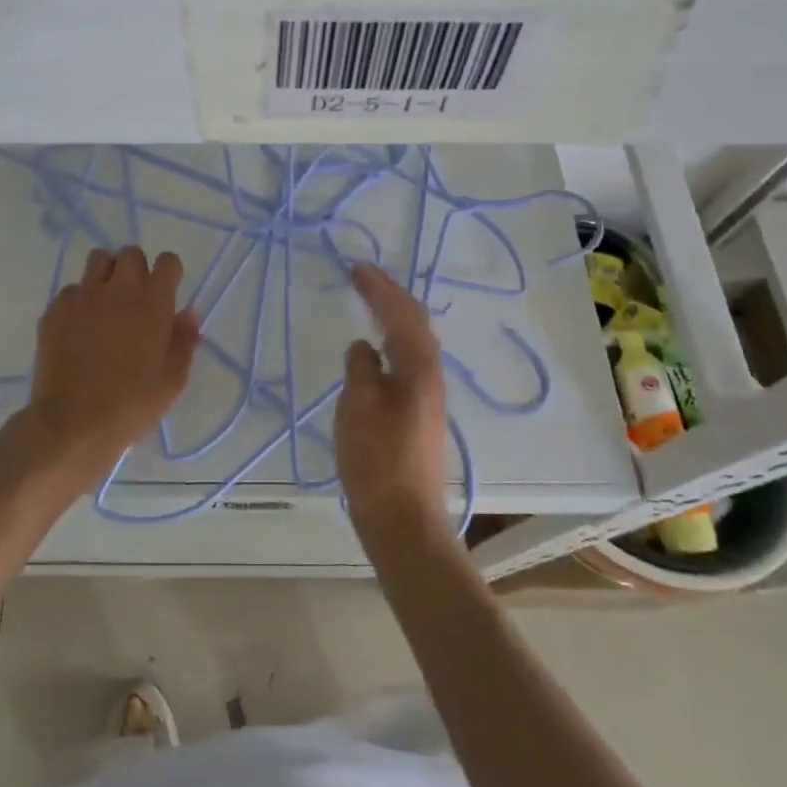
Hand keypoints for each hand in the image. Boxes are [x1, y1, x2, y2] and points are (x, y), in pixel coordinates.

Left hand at [16, 245, 199, 491]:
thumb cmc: (133, 404)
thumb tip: (188, 313)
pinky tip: (78, 328)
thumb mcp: (173, 380)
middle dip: (136, 269)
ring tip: (106, 303)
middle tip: (135, 299)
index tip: (166, 292)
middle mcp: (119, 289)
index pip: (167, 261)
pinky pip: (71, 290)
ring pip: (98, 260)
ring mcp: (84, 296)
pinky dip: (78, 301)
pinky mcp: (55, 309)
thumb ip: (184, 340)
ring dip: (106, 274)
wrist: (74, 423)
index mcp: (153, 302)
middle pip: (130, 253)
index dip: (168, 273)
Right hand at [335, 263, 450, 536]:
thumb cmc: (377, 460)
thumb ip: (361, 368)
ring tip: (370, 302)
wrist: (403, 519)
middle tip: (364, 277)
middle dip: (390, 296)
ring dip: (393, 316)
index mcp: (418, 368)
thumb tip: (365, 345)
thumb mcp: (359, 406)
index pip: (401, 314)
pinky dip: (392, 341)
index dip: (380, 288)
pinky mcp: (419, 414)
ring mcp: (428, 396)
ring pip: (413, 342)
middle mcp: (430, 376)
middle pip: (414, 324)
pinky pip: (407, 360)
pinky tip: (377, 350)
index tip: (356, 268)